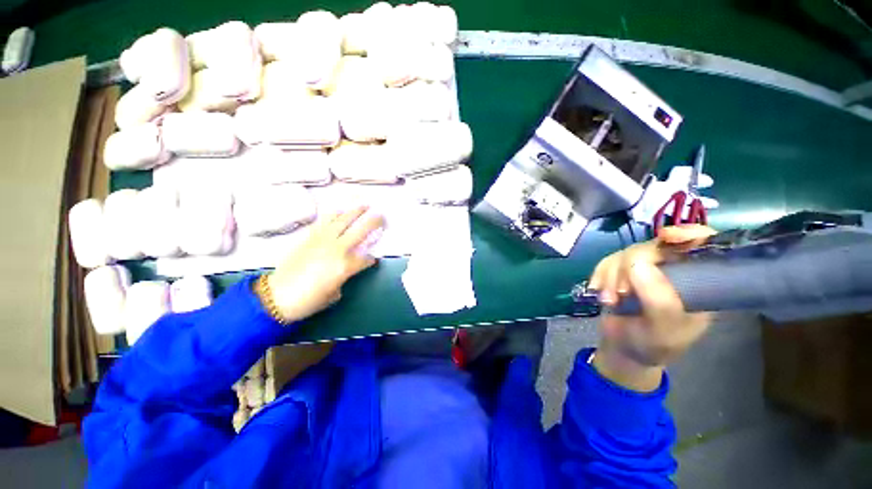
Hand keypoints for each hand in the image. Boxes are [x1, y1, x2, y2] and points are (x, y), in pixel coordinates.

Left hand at [267, 206, 384, 322]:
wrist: (277, 296)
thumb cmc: (309, 300)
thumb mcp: (335, 293)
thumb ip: (345, 276)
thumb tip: (348, 267)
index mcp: (345, 266)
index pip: (366, 257)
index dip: (371, 258)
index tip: (372, 260)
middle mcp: (337, 248)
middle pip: (360, 230)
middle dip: (374, 222)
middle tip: (382, 216)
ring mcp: (322, 240)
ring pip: (342, 220)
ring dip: (355, 211)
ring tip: (364, 205)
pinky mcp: (310, 237)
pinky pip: (324, 221)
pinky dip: (334, 214)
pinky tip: (340, 211)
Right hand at [588, 225, 716, 390]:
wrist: (624, 350)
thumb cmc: (653, 345)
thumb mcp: (664, 331)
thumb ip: (658, 302)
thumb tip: (638, 264)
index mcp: (698, 282)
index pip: (703, 246)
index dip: (687, 234)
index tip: (666, 237)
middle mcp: (673, 270)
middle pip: (654, 247)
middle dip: (630, 267)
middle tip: (620, 292)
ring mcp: (645, 269)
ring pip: (626, 253)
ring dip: (611, 275)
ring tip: (608, 301)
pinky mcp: (621, 272)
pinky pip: (607, 261)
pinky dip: (599, 275)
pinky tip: (598, 291)